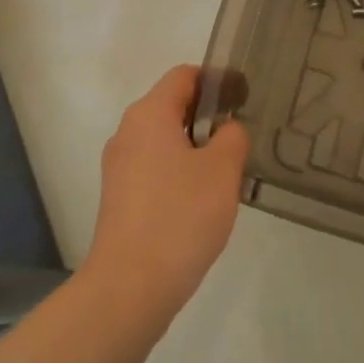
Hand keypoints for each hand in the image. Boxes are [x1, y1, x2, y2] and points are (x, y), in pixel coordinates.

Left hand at [81, 65, 249, 323]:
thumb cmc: (180, 216)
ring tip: (227, 170)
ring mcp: (119, 166)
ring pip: (163, 139)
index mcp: (149, 114)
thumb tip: (227, 130)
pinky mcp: (119, 196)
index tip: (244, 97)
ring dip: (195, 146)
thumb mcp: (222, 170)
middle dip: (208, 115)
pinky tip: (202, 199)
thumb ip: (232, 136)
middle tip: (241, 135)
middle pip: (171, 105)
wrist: (131, 286)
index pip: (184, 76)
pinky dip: (179, 170)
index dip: (217, 80)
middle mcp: (128, 132)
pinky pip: (154, 167)